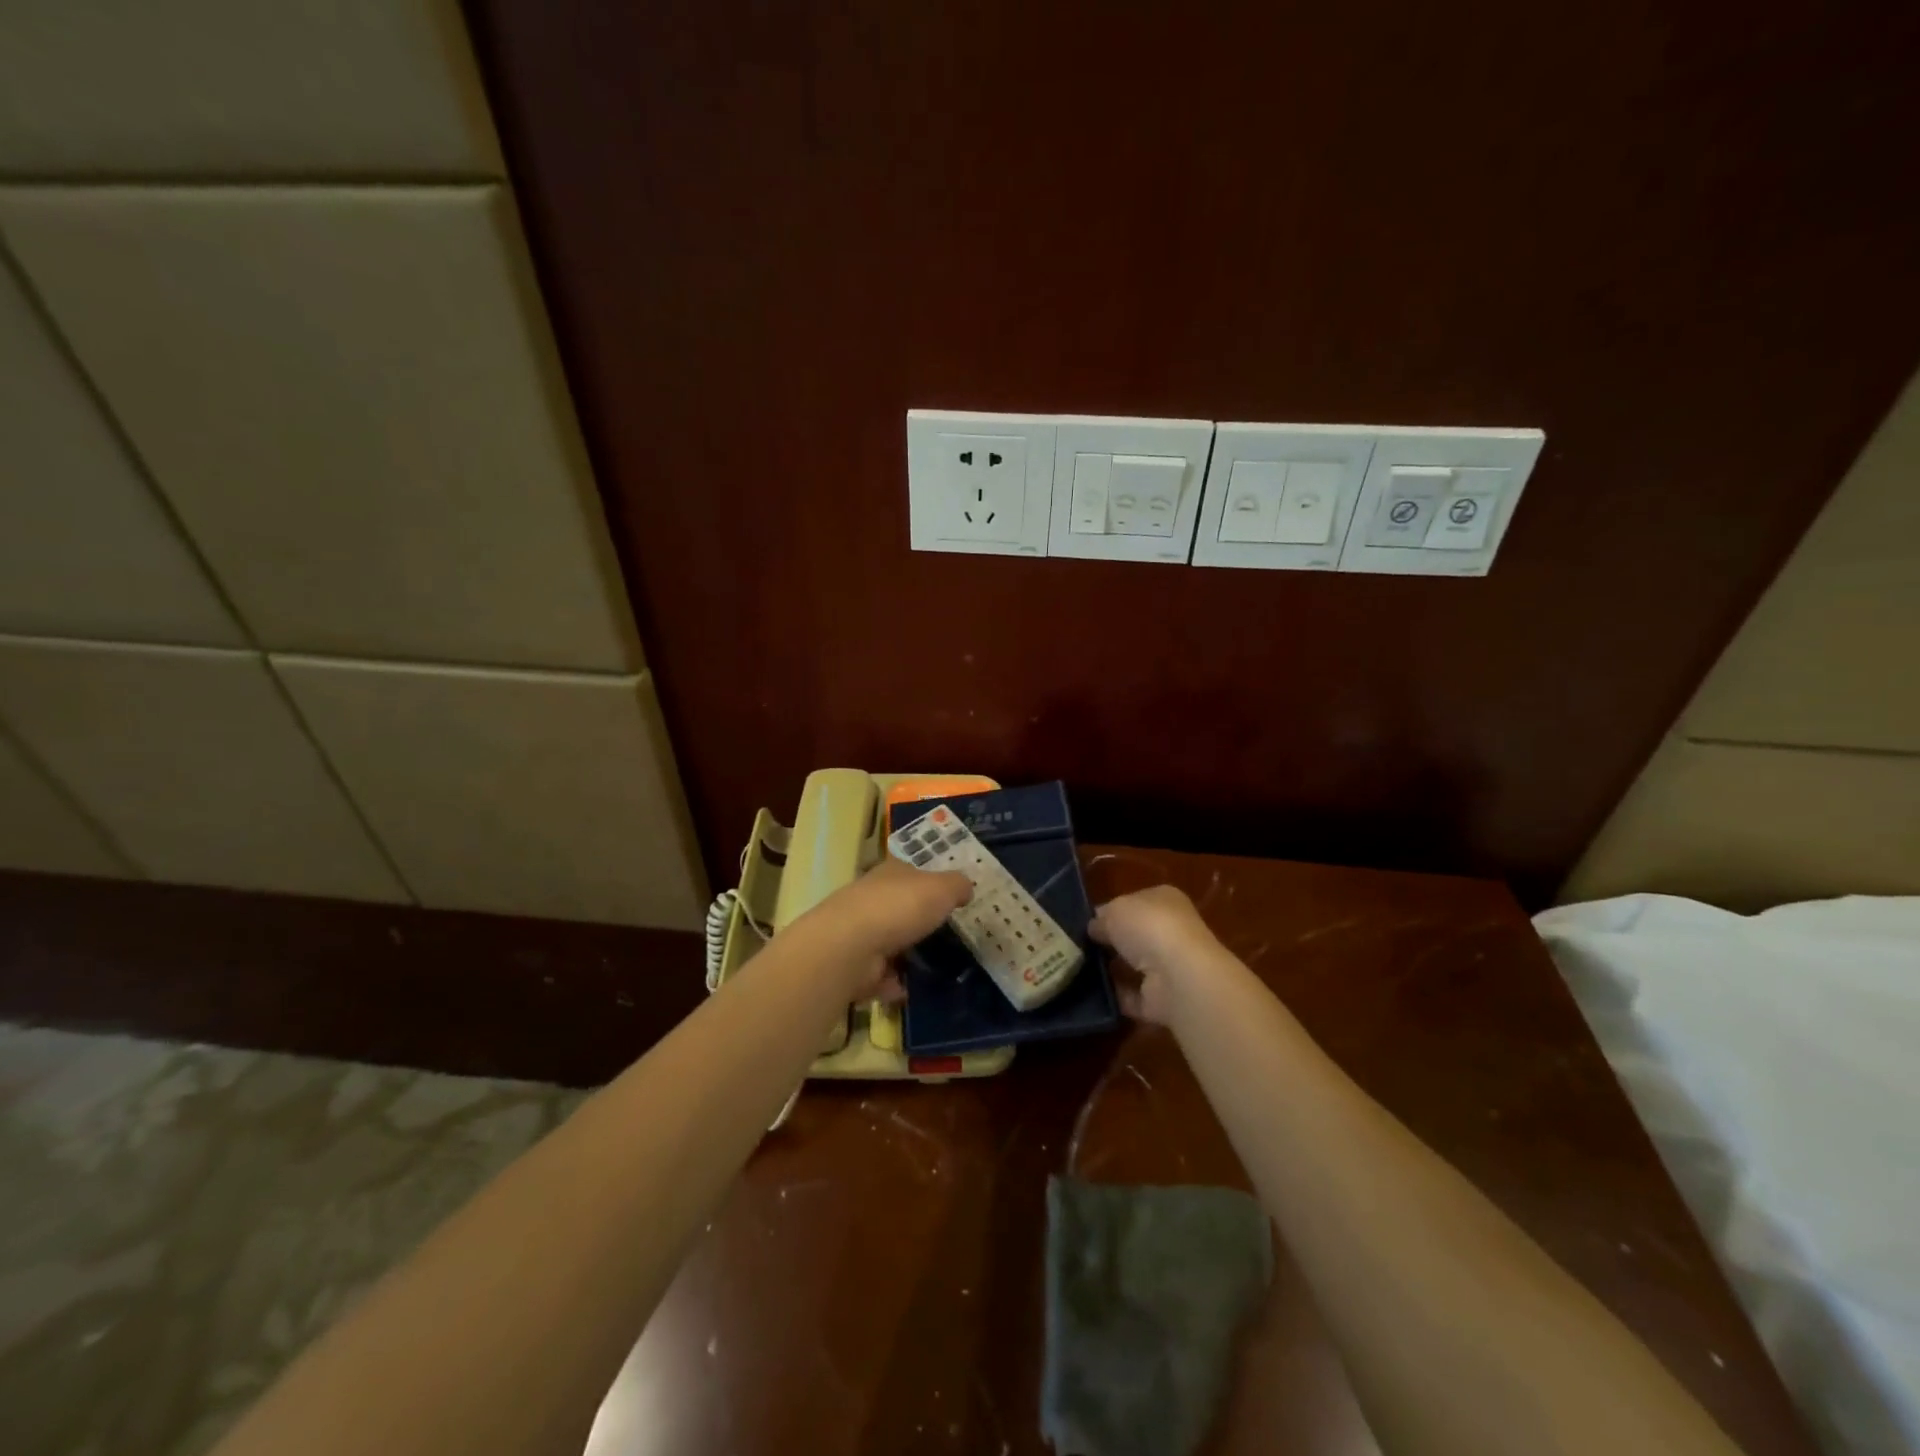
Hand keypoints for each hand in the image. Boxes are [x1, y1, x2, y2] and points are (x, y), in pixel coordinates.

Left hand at [799, 857, 971, 995]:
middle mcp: (870, 899)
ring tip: (933, 968)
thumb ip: (957, 886)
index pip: (910, 872)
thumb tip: (965, 888)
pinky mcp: (853, 966)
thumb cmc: (900, 907)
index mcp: (890, 873)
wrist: (850, 947)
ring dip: (904, 955)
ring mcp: (858, 933)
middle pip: (897, 907)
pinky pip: (878, 976)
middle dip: (916, 921)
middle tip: (945, 937)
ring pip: (887, 942)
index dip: (928, 882)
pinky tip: (910, 990)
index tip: (947, 898)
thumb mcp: (942, 888)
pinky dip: (892, 983)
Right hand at [1089, 885, 1221, 1024]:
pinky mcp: (1162, 999)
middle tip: (1078, 947)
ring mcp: (1169, 967)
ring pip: (1133, 966)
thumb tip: (1094, 928)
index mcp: (1165, 900)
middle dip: (1109, 942)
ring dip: (1110, 970)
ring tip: (1077, 969)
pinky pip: (1132, 996)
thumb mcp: (1115, 910)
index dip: (1110, 911)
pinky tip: (1091, 993)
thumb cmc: (1149, 927)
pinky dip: (1115, 996)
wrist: (1179, 977)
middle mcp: (1171, 931)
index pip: (1134, 902)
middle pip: (1134, 935)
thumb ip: (1101, 918)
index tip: (1085, 923)